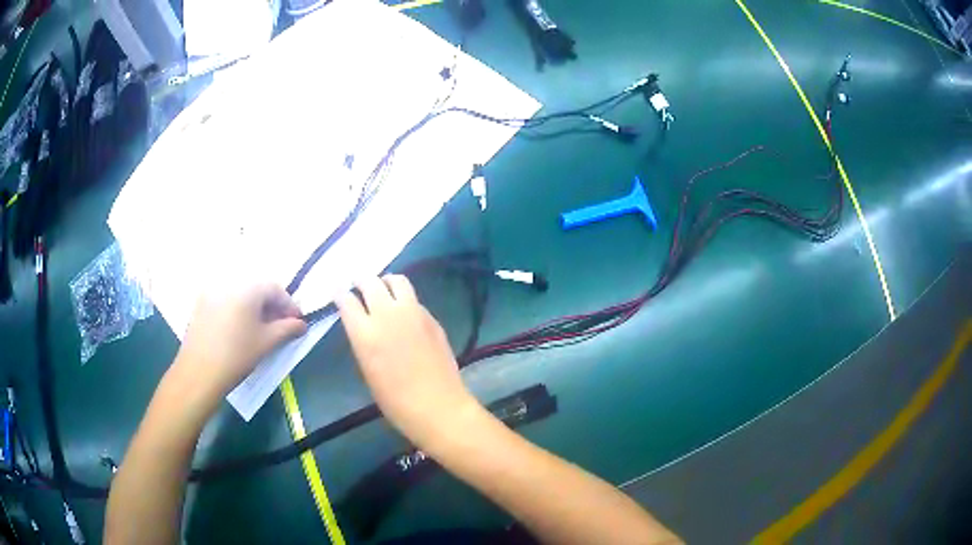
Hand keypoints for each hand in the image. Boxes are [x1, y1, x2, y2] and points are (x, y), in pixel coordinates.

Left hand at [176, 283, 307, 400]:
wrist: (199, 372)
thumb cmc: (237, 355)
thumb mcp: (267, 342)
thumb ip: (287, 329)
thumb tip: (301, 324)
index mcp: (247, 288)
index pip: (275, 289)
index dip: (289, 305)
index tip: (297, 323)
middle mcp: (229, 282)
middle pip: (257, 289)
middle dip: (272, 306)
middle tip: (281, 327)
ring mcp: (212, 292)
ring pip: (240, 295)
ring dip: (254, 308)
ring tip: (261, 330)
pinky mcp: (201, 304)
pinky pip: (226, 301)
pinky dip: (238, 310)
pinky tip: (240, 330)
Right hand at [337, 275, 478, 446]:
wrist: (437, 407)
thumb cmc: (395, 401)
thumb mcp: (367, 371)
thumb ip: (363, 342)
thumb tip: (363, 326)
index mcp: (364, 332)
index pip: (346, 300)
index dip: (340, 295)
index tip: (339, 295)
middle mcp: (387, 315)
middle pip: (370, 282)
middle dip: (360, 280)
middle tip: (358, 285)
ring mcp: (413, 313)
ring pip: (397, 280)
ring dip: (385, 282)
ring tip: (383, 289)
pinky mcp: (432, 318)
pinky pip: (414, 299)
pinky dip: (404, 299)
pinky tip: (404, 312)